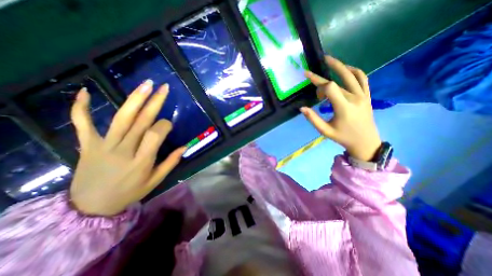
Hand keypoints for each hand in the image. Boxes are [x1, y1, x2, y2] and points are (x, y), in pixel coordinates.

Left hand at [68, 78, 184, 214]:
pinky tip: (86, 91)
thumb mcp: (156, 180)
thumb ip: (171, 162)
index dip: (165, 125)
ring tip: (145, 85)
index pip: (156, 134)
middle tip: (164, 88)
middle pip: (141, 121)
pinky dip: (81, 107)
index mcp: (142, 160)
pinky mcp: (88, 144)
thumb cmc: (130, 192)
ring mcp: (103, 145)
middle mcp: (124, 149)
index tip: (169, 124)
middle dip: (155, 102)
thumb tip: (185, 147)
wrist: (91, 207)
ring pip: (122, 118)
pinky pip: (82, 123)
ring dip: (134, 99)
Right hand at [300, 56, 383, 161]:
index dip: (317, 81)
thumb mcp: (325, 130)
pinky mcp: (367, 96)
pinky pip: (363, 79)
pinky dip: (355, 71)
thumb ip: (313, 119)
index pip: (330, 88)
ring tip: (330, 60)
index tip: (308, 79)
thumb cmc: (343, 137)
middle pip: (338, 81)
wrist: (365, 141)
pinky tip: (347, 68)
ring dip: (341, 66)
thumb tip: (302, 108)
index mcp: (343, 107)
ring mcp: (363, 96)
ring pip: (352, 75)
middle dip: (324, 74)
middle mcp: (354, 98)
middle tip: (317, 63)